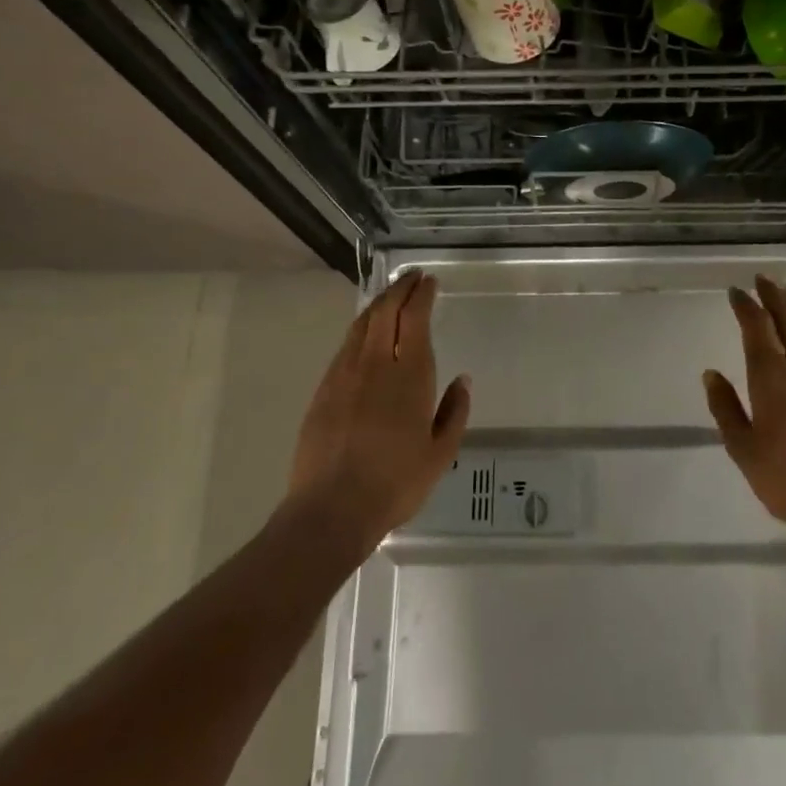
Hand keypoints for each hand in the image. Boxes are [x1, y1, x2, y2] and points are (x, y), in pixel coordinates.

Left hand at [289, 272, 469, 551]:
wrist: (332, 508)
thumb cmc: (396, 482)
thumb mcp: (441, 453)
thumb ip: (454, 411)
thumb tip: (462, 380)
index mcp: (410, 375)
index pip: (415, 318)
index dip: (422, 295)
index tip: (430, 282)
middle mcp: (375, 364)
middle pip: (385, 311)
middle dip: (400, 288)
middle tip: (411, 277)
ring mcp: (344, 374)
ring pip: (361, 325)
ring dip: (378, 304)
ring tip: (390, 296)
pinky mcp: (323, 390)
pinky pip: (345, 346)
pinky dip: (360, 329)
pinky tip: (365, 335)